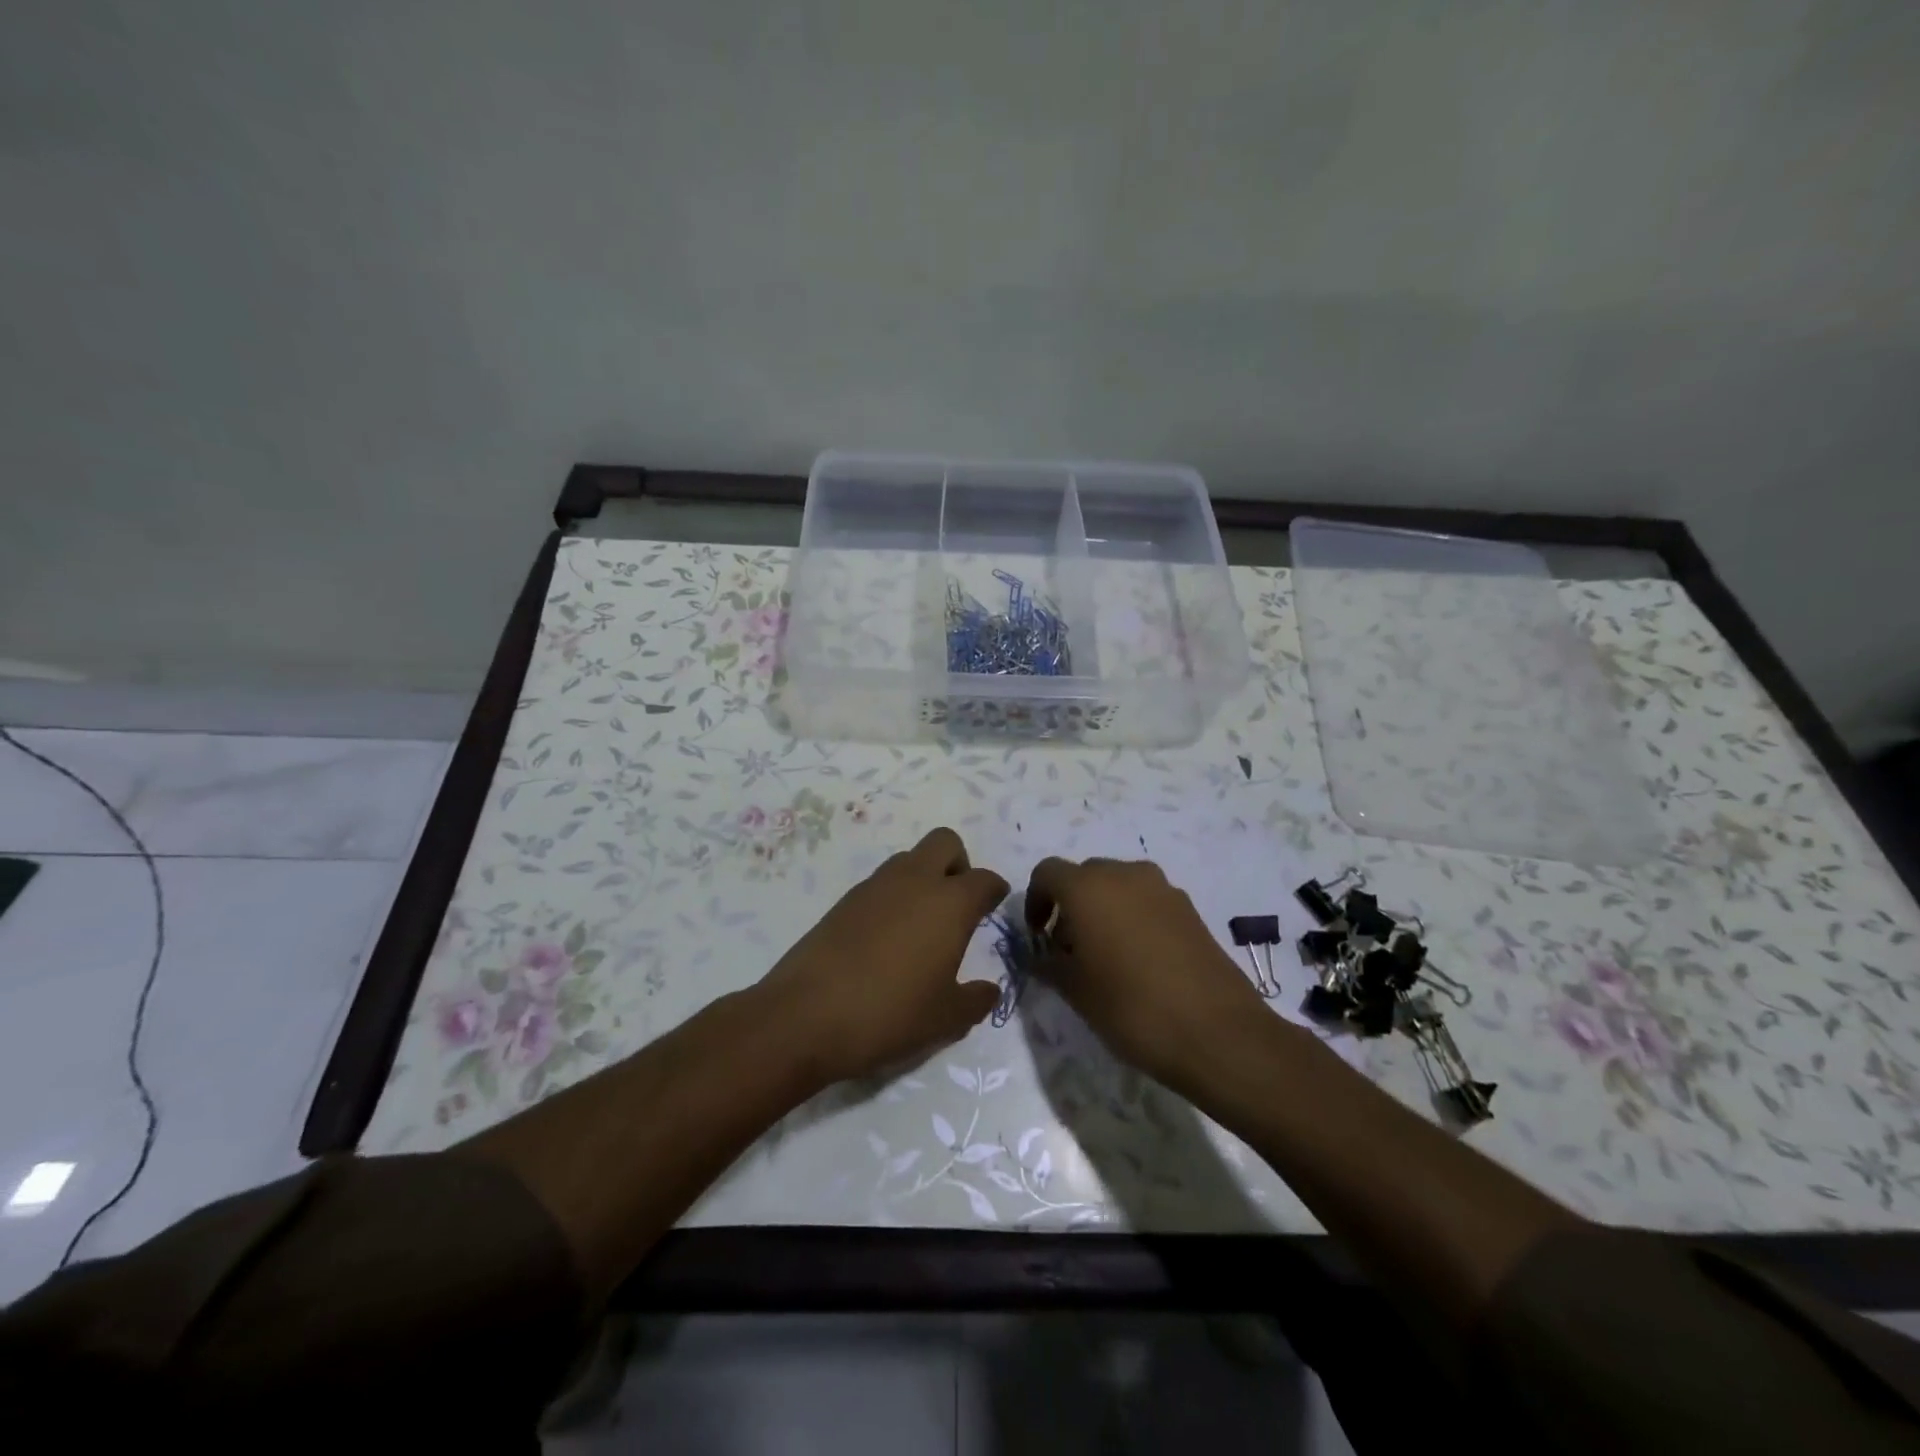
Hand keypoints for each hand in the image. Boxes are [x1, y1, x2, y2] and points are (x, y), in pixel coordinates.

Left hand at [757, 828, 1006, 1085]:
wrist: (806, 1015)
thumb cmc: (890, 1014)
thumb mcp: (945, 1019)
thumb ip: (975, 1000)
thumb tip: (989, 989)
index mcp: (949, 903)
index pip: (984, 879)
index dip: (994, 891)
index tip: (994, 905)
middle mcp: (915, 881)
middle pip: (945, 842)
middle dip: (958, 864)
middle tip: (957, 904)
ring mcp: (875, 886)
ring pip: (909, 858)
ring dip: (923, 877)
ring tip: (921, 924)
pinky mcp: (844, 900)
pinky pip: (880, 883)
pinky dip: (892, 897)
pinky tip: (886, 937)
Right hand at [1025, 856, 1266, 1090]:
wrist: (1217, 1032)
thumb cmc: (1131, 1007)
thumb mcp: (1075, 991)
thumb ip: (1048, 964)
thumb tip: (1041, 955)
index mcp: (1088, 887)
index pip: (1047, 873)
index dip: (1035, 900)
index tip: (1038, 937)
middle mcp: (1125, 875)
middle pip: (1085, 875)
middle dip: (1070, 905)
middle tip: (1069, 950)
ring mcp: (1162, 889)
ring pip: (1119, 886)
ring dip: (1103, 910)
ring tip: (1105, 957)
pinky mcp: (1189, 908)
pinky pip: (1147, 901)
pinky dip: (1133, 918)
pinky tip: (1140, 962)